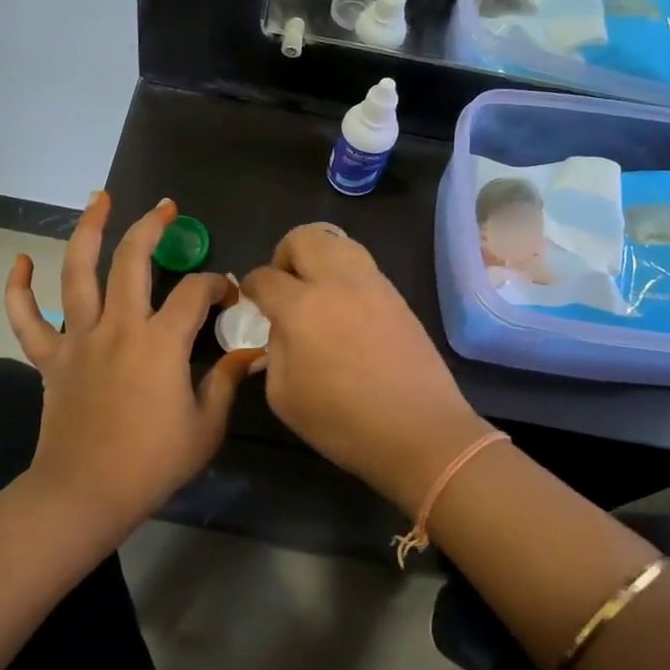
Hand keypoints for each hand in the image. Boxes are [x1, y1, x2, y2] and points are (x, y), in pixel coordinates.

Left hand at [5, 194, 260, 530]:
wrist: (86, 494)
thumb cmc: (152, 463)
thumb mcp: (205, 426)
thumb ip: (226, 381)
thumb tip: (249, 353)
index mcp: (160, 342)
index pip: (194, 293)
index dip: (216, 286)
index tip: (227, 295)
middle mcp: (118, 326)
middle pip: (132, 260)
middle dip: (151, 227)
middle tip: (165, 208)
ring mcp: (78, 339)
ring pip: (77, 272)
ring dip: (87, 230)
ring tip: (98, 199)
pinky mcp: (49, 358)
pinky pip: (27, 318)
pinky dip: (19, 288)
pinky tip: (20, 261)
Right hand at [241, 224, 489, 513]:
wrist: (419, 431)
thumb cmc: (343, 422)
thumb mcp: (284, 396)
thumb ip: (274, 350)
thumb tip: (282, 328)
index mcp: (301, 307)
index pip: (264, 277)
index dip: (251, 285)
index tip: (251, 298)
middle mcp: (336, 283)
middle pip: (304, 238)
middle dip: (285, 255)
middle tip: (284, 284)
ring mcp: (373, 285)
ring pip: (339, 242)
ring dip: (319, 256)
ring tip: (316, 289)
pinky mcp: (397, 296)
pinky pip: (363, 265)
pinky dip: (345, 273)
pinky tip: (345, 307)